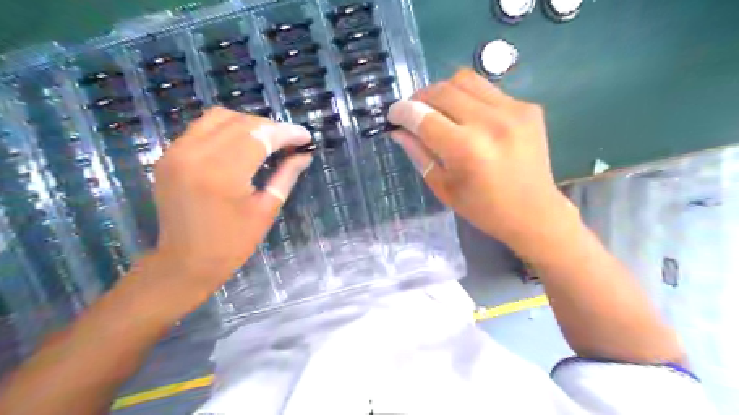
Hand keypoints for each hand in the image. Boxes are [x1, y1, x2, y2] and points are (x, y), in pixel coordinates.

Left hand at [148, 106, 311, 288]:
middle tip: (289, 142)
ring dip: (248, 124)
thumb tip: (304, 155)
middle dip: (271, 127)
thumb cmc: (233, 243)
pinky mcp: (168, 155)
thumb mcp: (267, 209)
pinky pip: (201, 128)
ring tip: (266, 141)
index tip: (306, 137)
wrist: (186, 261)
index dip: (287, 133)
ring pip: (219, 117)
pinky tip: (241, 145)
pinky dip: (226, 129)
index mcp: (223, 174)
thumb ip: (286, 175)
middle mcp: (196, 154)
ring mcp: (176, 152)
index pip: (260, 136)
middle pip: (241, 122)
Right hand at [387, 69, 576, 252]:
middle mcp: (490, 122)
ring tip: (440, 110)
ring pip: (465, 79)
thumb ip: (419, 153)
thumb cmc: (483, 208)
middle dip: (420, 98)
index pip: (423, 117)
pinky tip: (471, 119)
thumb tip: (398, 130)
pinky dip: (470, 99)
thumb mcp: (443, 187)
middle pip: (442, 90)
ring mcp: (514, 110)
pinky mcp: (528, 107)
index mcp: (466, 149)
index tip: (393, 114)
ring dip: (444, 92)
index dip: (402, 111)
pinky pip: (488, 90)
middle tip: (414, 112)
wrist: (534, 212)